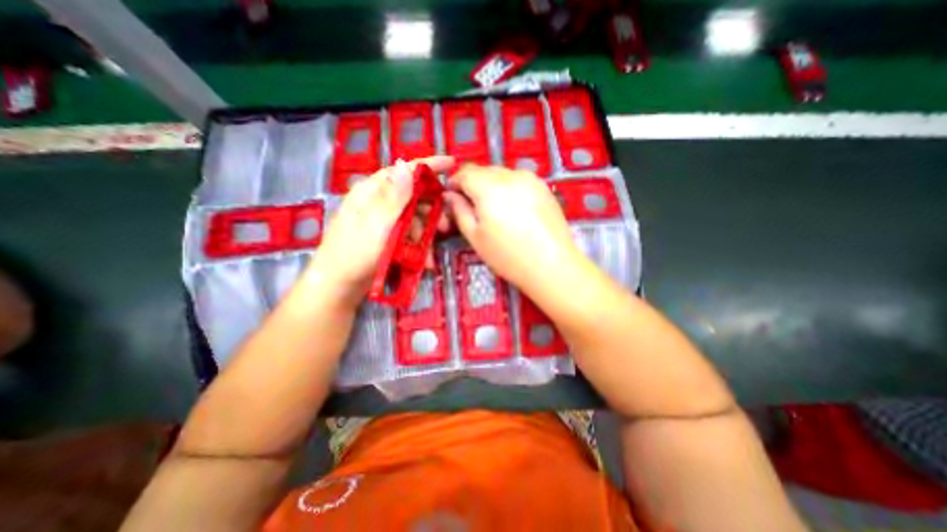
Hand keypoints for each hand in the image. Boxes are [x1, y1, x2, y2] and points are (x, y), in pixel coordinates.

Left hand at [313, 156, 455, 300]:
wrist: (339, 286)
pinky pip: (410, 235)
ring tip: (430, 256)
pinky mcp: (388, 237)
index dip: (429, 166)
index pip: (404, 171)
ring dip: (426, 236)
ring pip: (415, 219)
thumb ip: (394, 197)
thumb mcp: (376, 224)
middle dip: (432, 212)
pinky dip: (418, 246)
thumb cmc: (354, 254)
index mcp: (373, 191)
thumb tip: (407, 165)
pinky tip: (424, 261)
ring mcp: (384, 221)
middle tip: (447, 226)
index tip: (452, 163)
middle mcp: (379, 202)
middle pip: (414, 197)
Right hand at [446, 163, 585, 291]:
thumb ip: (459, 211)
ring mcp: (530, 179)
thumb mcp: (475, 237)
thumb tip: (450, 195)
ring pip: (502, 173)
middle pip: (484, 170)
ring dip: (491, 184)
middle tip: (472, 205)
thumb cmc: (508, 256)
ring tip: (494, 208)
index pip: (465, 173)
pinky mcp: (543, 186)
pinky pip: (519, 179)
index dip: (455, 182)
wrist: (552, 265)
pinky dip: (509, 187)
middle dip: (473, 183)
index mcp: (489, 187)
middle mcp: (510, 175)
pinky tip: (513, 208)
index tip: (452, 196)